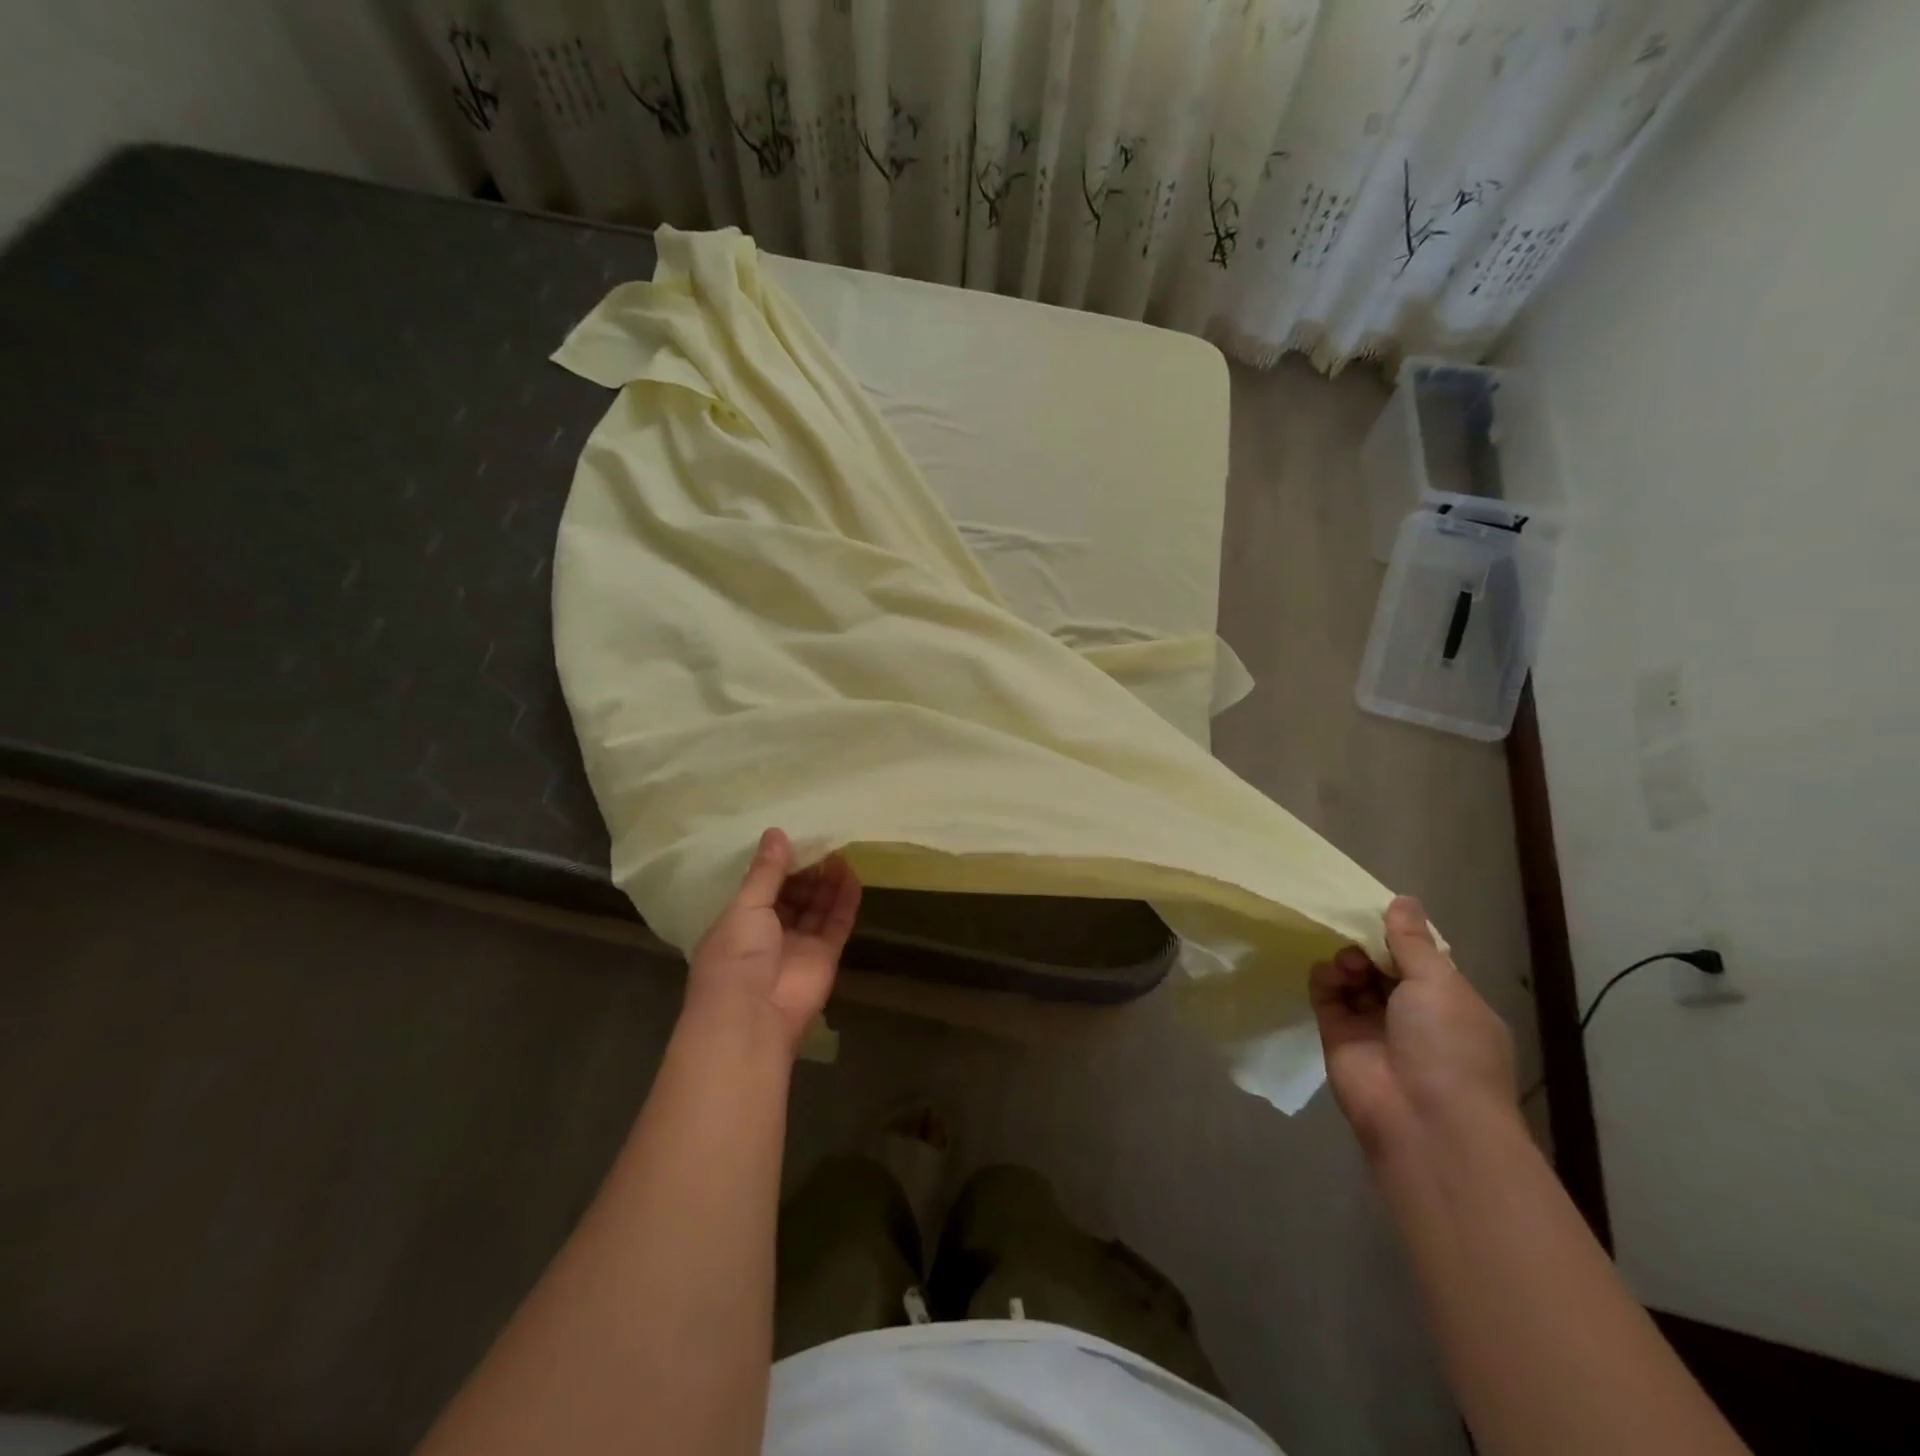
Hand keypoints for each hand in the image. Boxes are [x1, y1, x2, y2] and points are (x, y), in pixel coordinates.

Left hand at [687, 828, 861, 1054]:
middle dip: (807, 870)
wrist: (752, 1017)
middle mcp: (768, 933)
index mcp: (739, 922)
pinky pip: (837, 923)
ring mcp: (798, 946)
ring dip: (828, 882)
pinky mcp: (825, 957)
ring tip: (841, 852)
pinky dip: (845, 901)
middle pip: (793, 895)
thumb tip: (776, 832)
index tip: (797, 839)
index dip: (780, 865)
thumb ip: (765, 871)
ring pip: (817, 907)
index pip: (763, 887)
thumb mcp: (745, 906)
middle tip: (823, 841)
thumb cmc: (736, 956)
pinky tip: (853, 875)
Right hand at [1311, 896, 1516, 1152]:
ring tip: (1348, 963)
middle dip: (1369, 948)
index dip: (1400, 937)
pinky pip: (1327, 998)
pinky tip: (1329, 973)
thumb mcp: (1439, 984)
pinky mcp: (1338, 1038)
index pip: (1420, 961)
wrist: (1425, 1120)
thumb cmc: (1449, 1046)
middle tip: (1358, 937)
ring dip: (1348, 962)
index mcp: (1450, 1005)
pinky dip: (1324, 980)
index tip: (1378, 914)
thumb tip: (1402, 900)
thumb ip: (1412, 941)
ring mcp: (1374, 1028)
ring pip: (1353, 980)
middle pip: (1382, 968)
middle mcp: (1413, 1016)